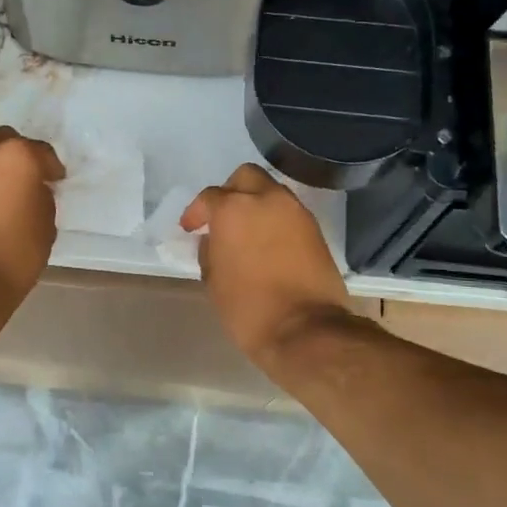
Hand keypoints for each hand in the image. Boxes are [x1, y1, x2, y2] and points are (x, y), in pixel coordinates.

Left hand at [0, 127, 64, 301]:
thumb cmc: (14, 256)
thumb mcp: (46, 226)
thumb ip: (41, 197)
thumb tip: (32, 190)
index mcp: (16, 156)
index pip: (41, 151)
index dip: (51, 167)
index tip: (55, 181)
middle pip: (3, 142)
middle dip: (15, 158)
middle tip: (24, 181)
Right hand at [182, 165, 352, 369]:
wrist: (306, 329)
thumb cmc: (249, 308)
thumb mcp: (214, 281)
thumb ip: (209, 251)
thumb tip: (213, 239)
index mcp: (234, 209)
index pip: (209, 197)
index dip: (196, 212)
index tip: (191, 228)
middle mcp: (267, 200)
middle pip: (246, 177)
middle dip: (230, 191)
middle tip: (221, 217)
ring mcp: (295, 212)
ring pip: (271, 192)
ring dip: (256, 204)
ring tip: (246, 231)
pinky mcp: (315, 229)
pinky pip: (289, 213)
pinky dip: (275, 220)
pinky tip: (267, 244)